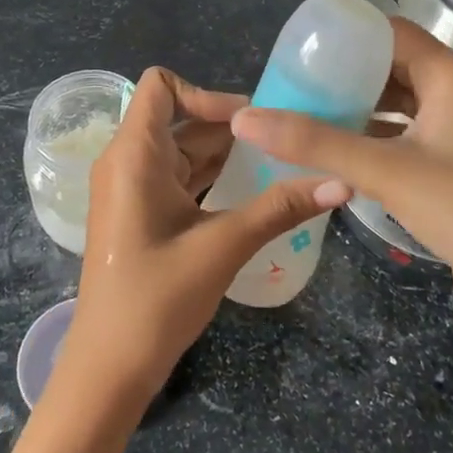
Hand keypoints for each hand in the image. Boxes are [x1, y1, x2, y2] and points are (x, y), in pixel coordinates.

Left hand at [58, 67, 349, 410]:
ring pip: (179, 150)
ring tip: (276, 163)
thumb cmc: (157, 298)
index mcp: (133, 154)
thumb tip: (343, 182)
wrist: (109, 366)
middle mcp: (125, 161)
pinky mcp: (138, 213)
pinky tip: (249, 191)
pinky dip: (208, 176)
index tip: (249, 123)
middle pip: (177, 118)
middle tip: (282, 141)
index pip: (161, 86)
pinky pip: (175, 177)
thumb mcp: (223, 246)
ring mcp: (129, 188)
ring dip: (223, 153)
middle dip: (228, 126)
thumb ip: (280, 209)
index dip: (205, 93)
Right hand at [229, 19, 452, 334]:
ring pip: (394, 103)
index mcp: (450, 77)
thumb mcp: (384, 170)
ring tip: (303, 112)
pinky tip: (332, 149)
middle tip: (293, 83)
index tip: (300, 47)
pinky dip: (368, 136)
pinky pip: (399, 135)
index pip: (390, 33)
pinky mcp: (448, 164)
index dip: (347, 35)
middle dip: (343, 73)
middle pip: (390, 66)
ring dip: (354, 106)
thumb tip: (246, 119)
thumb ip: (315, 142)